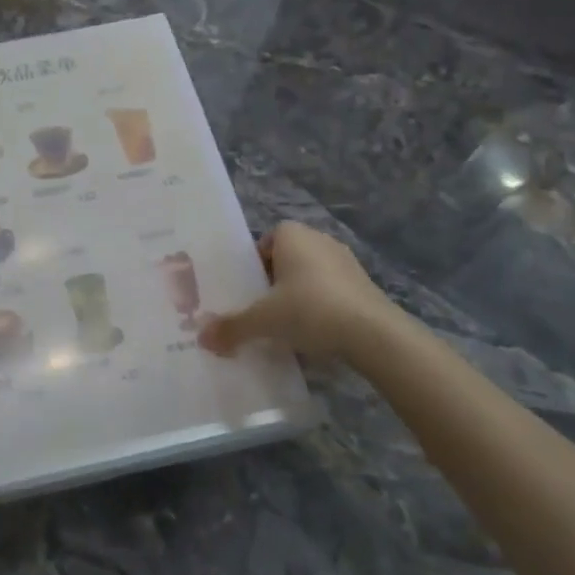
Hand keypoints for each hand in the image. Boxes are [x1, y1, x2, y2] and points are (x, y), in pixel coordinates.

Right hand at [199, 221, 385, 362]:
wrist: (372, 333)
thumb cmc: (310, 309)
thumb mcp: (264, 320)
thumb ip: (232, 327)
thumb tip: (202, 339)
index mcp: (292, 235)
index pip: (265, 242)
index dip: (253, 266)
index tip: (248, 293)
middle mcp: (319, 239)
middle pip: (286, 259)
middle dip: (274, 283)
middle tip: (261, 311)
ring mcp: (345, 260)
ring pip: (310, 276)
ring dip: (298, 296)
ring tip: (287, 326)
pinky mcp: (364, 284)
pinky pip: (331, 291)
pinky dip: (321, 307)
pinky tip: (315, 334)